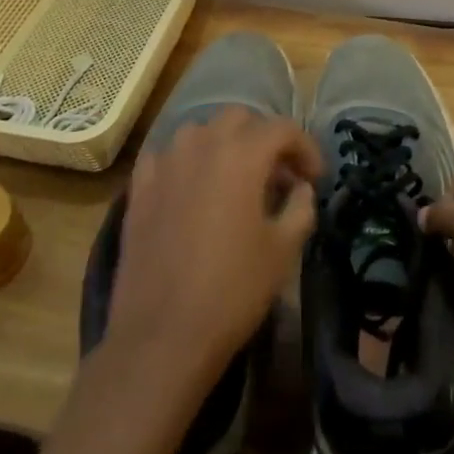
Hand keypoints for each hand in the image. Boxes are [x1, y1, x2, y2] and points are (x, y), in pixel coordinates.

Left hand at [107, 107, 320, 393]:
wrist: (163, 334)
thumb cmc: (233, 290)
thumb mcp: (284, 249)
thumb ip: (301, 206)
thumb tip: (300, 188)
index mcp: (242, 155)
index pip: (283, 128)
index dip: (306, 148)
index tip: (315, 178)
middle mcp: (201, 145)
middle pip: (240, 119)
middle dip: (264, 139)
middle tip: (278, 175)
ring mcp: (164, 164)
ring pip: (199, 132)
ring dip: (224, 145)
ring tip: (235, 180)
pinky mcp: (138, 188)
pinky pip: (166, 156)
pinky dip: (186, 162)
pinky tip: (192, 190)